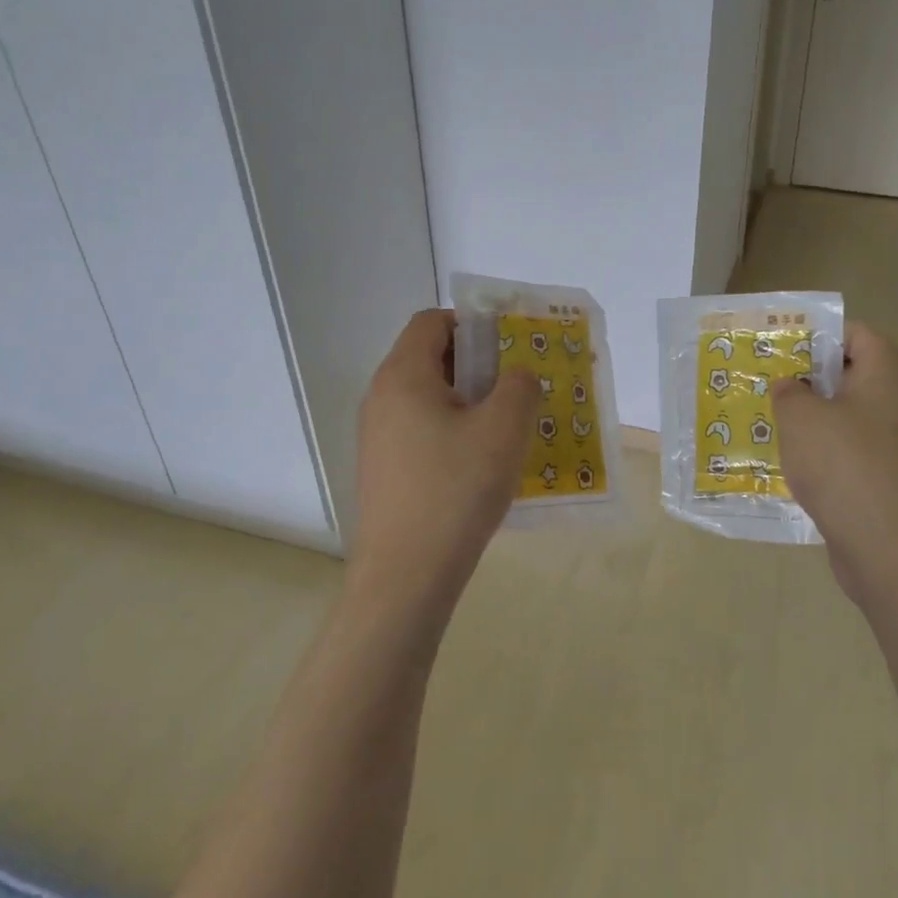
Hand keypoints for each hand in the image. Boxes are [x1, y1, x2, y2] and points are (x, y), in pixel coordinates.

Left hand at [347, 309, 539, 618]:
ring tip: (506, 426)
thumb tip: (517, 375)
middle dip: (476, 364)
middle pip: (429, 357)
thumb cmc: (455, 489)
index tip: (509, 348)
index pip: (432, 321)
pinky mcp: (383, 469)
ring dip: (468, 400)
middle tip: (516, 387)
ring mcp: (378, 436)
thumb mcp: (503, 429)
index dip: (473, 324)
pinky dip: (452, 430)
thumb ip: (519, 386)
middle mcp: (381, 398)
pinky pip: (421, 430)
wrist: (406, 575)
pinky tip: (481, 463)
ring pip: (427, 397)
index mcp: (403, 375)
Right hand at [773, 323, 897, 613]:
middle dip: (809, 379)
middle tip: (769, 384)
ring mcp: (896, 446)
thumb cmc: (845, 466)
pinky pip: (850, 453)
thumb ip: (789, 392)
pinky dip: (823, 454)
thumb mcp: (801, 417)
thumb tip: (792, 387)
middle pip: (852, 376)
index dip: (822, 334)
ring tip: (771, 423)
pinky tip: (791, 466)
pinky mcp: (887, 481)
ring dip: (812, 420)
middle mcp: (897, 405)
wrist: (891, 549)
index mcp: (885, 376)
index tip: (785, 348)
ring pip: (848, 418)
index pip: (860, 334)